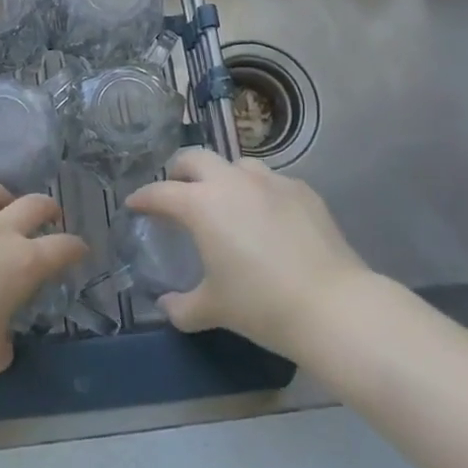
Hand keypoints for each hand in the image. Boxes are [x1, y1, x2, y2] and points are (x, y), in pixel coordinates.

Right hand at [125, 149, 370, 360]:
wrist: (333, 306)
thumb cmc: (261, 305)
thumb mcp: (213, 309)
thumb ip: (182, 306)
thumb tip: (166, 306)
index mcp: (201, 204)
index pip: (160, 192)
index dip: (143, 198)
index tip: (134, 204)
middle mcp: (232, 182)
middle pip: (195, 157)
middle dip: (179, 171)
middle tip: (177, 191)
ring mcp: (271, 182)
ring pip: (237, 164)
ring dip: (223, 177)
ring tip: (225, 201)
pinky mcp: (303, 191)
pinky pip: (272, 182)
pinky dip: (260, 192)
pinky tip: (267, 217)